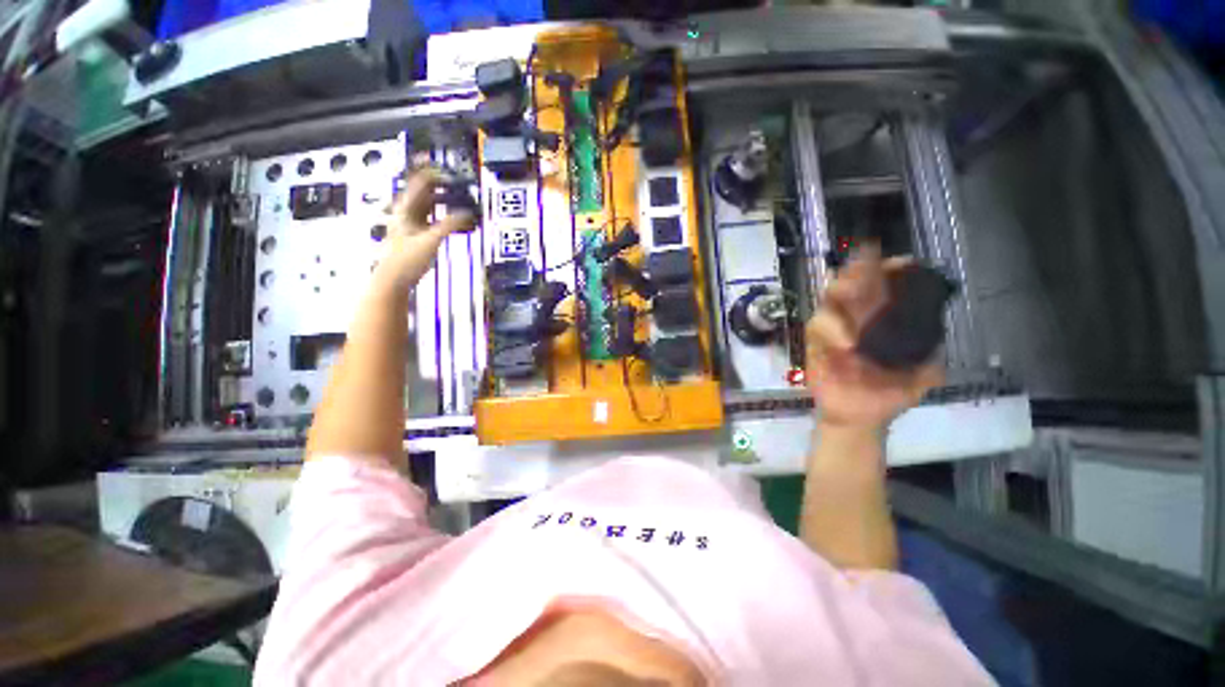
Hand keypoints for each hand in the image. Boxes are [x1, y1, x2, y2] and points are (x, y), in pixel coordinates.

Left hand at [374, 168, 474, 290]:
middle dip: (442, 187)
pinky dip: (445, 217)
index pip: (421, 182)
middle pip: (425, 192)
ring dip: (444, 202)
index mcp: (406, 208)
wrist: (393, 280)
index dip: (435, 174)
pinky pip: (433, 219)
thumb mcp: (431, 240)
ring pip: (430, 206)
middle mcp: (407, 212)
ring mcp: (411, 224)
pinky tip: (454, 221)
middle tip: (459, 185)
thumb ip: (450, 225)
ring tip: (459, 201)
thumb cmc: (406, 259)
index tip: (451, 173)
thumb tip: (467, 214)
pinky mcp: (417, 235)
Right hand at [805, 245, 943, 430]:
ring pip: (830, 298)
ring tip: (849, 290)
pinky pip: (817, 326)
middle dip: (859, 270)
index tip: (901, 264)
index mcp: (886, 320)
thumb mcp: (924, 375)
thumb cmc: (890, 394)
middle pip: (853, 283)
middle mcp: (858, 317)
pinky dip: (831, 330)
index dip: (891, 271)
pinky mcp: (815, 342)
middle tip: (865, 265)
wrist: (858, 418)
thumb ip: (931, 351)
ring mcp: (834, 327)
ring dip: (840, 290)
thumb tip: (936, 325)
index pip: (886, 286)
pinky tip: (848, 344)